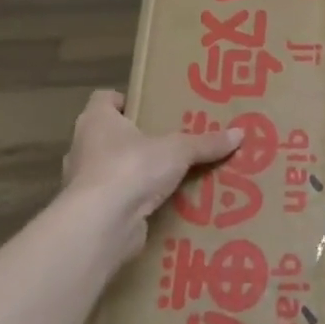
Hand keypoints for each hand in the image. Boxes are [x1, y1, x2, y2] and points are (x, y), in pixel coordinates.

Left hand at [61, 90, 242, 264]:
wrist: (101, 224)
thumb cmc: (132, 167)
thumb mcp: (178, 150)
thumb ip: (206, 143)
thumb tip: (240, 133)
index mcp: (96, 120)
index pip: (105, 99)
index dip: (126, 100)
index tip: (150, 107)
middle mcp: (84, 146)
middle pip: (110, 135)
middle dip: (136, 139)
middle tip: (169, 141)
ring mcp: (84, 182)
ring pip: (113, 169)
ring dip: (135, 172)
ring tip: (169, 175)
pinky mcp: (92, 212)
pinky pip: (118, 199)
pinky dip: (135, 201)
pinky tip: (161, 204)